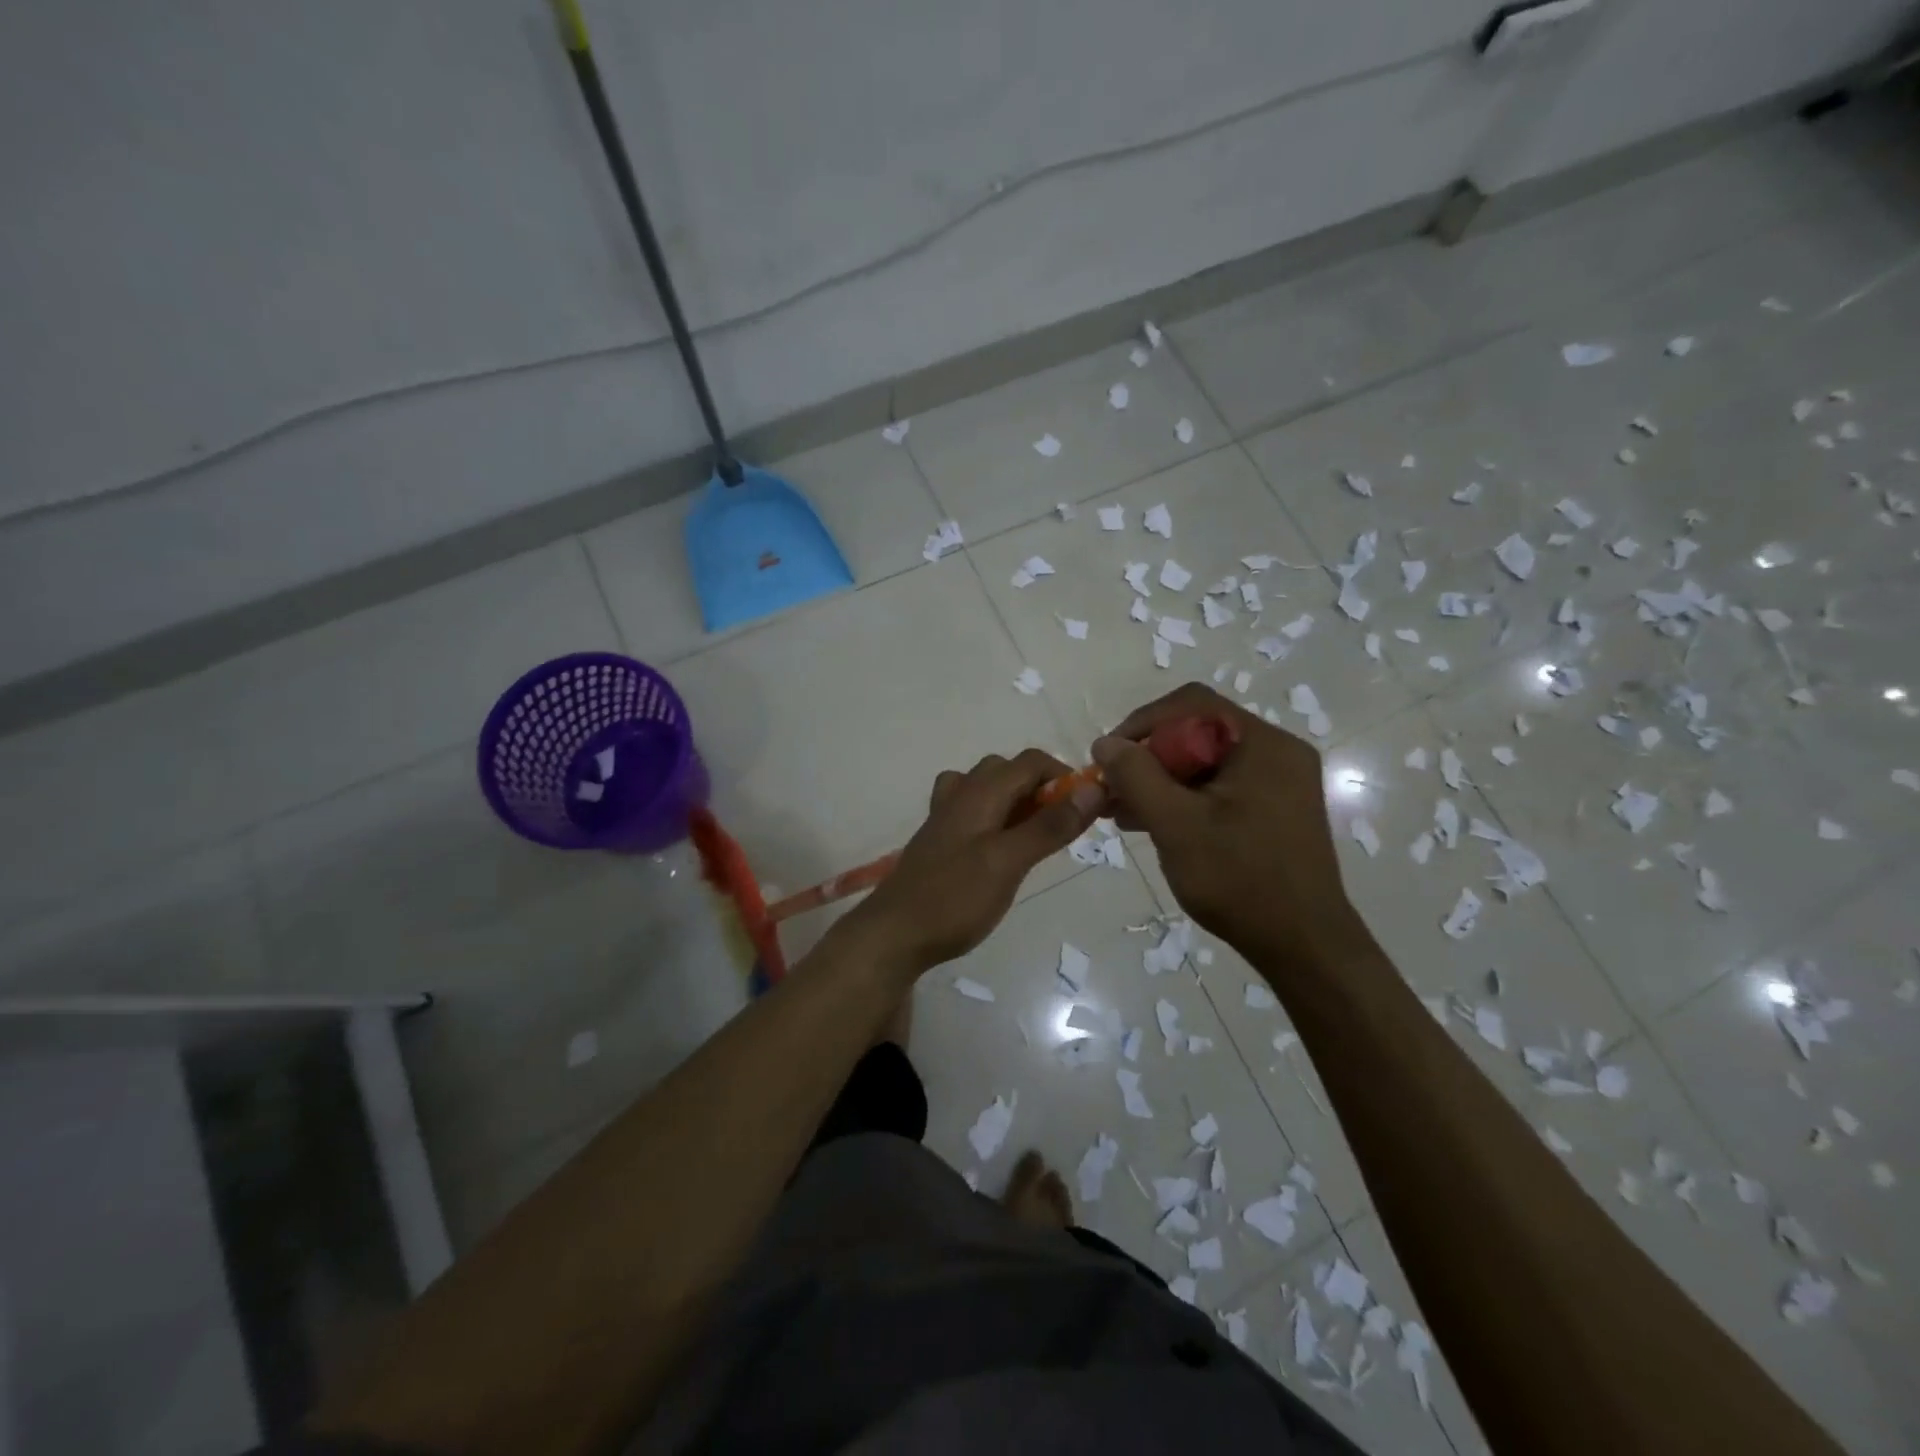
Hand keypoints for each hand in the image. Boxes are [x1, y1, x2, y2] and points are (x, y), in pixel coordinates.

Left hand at [847, 749, 1102, 974]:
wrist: (894, 934)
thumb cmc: (955, 898)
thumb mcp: (1009, 862)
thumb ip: (1049, 826)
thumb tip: (1092, 789)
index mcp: (979, 792)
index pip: (1031, 761)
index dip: (1064, 775)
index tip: (1088, 807)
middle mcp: (961, 795)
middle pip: (1008, 770)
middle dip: (1041, 788)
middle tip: (1062, 826)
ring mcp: (945, 817)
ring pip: (988, 789)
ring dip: (1017, 801)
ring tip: (1034, 835)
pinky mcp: (940, 841)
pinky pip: (974, 812)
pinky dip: (995, 818)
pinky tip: (1001, 849)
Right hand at [1093, 683, 1357, 959]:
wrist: (1303, 946)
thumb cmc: (1239, 880)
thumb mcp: (1175, 824)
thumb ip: (1136, 776)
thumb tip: (1105, 742)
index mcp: (1262, 744)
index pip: (1192, 705)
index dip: (1143, 723)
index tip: (1110, 756)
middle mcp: (1277, 753)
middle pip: (1198, 733)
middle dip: (1149, 758)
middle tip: (1113, 790)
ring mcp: (1280, 782)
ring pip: (1206, 763)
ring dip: (1161, 781)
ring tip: (1122, 811)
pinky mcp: (1276, 809)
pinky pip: (1221, 787)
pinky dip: (1185, 798)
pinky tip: (1153, 824)